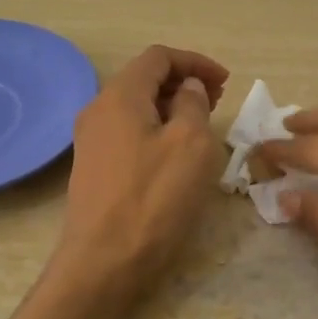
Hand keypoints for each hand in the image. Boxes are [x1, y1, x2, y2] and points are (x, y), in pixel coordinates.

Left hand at [54, 45, 228, 293]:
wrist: (104, 262)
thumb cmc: (153, 198)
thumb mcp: (190, 144)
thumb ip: (193, 104)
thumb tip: (188, 88)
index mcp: (120, 96)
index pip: (158, 57)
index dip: (195, 62)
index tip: (226, 82)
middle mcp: (98, 110)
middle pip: (144, 78)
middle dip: (184, 82)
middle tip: (218, 101)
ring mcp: (91, 140)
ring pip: (137, 107)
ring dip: (171, 107)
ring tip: (202, 125)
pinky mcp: (94, 167)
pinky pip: (129, 132)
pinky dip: (157, 129)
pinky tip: (177, 153)